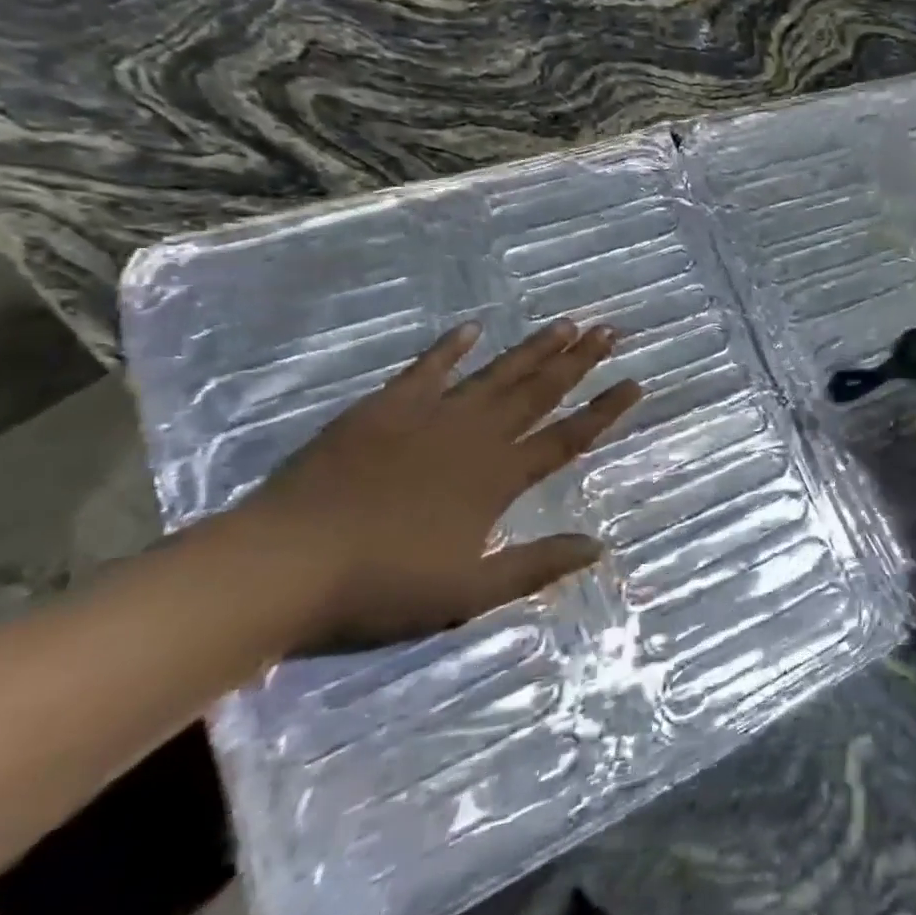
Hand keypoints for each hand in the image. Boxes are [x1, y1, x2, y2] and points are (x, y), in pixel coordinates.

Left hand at [209, 319, 640, 650]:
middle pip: (538, 392)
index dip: (603, 411)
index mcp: (497, 478)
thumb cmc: (380, 587)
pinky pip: (426, 370)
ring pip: (495, 375)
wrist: (280, 566)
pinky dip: (450, 348)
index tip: (635, 382)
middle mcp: (474, 437)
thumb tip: (599, 546)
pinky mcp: (383, 410)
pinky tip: (471, 328)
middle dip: (578, 362)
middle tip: (610, 331)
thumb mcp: (468, 591)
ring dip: (532, 349)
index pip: (566, 438)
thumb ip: (536, 565)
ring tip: (566, 323)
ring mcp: (428, 418)